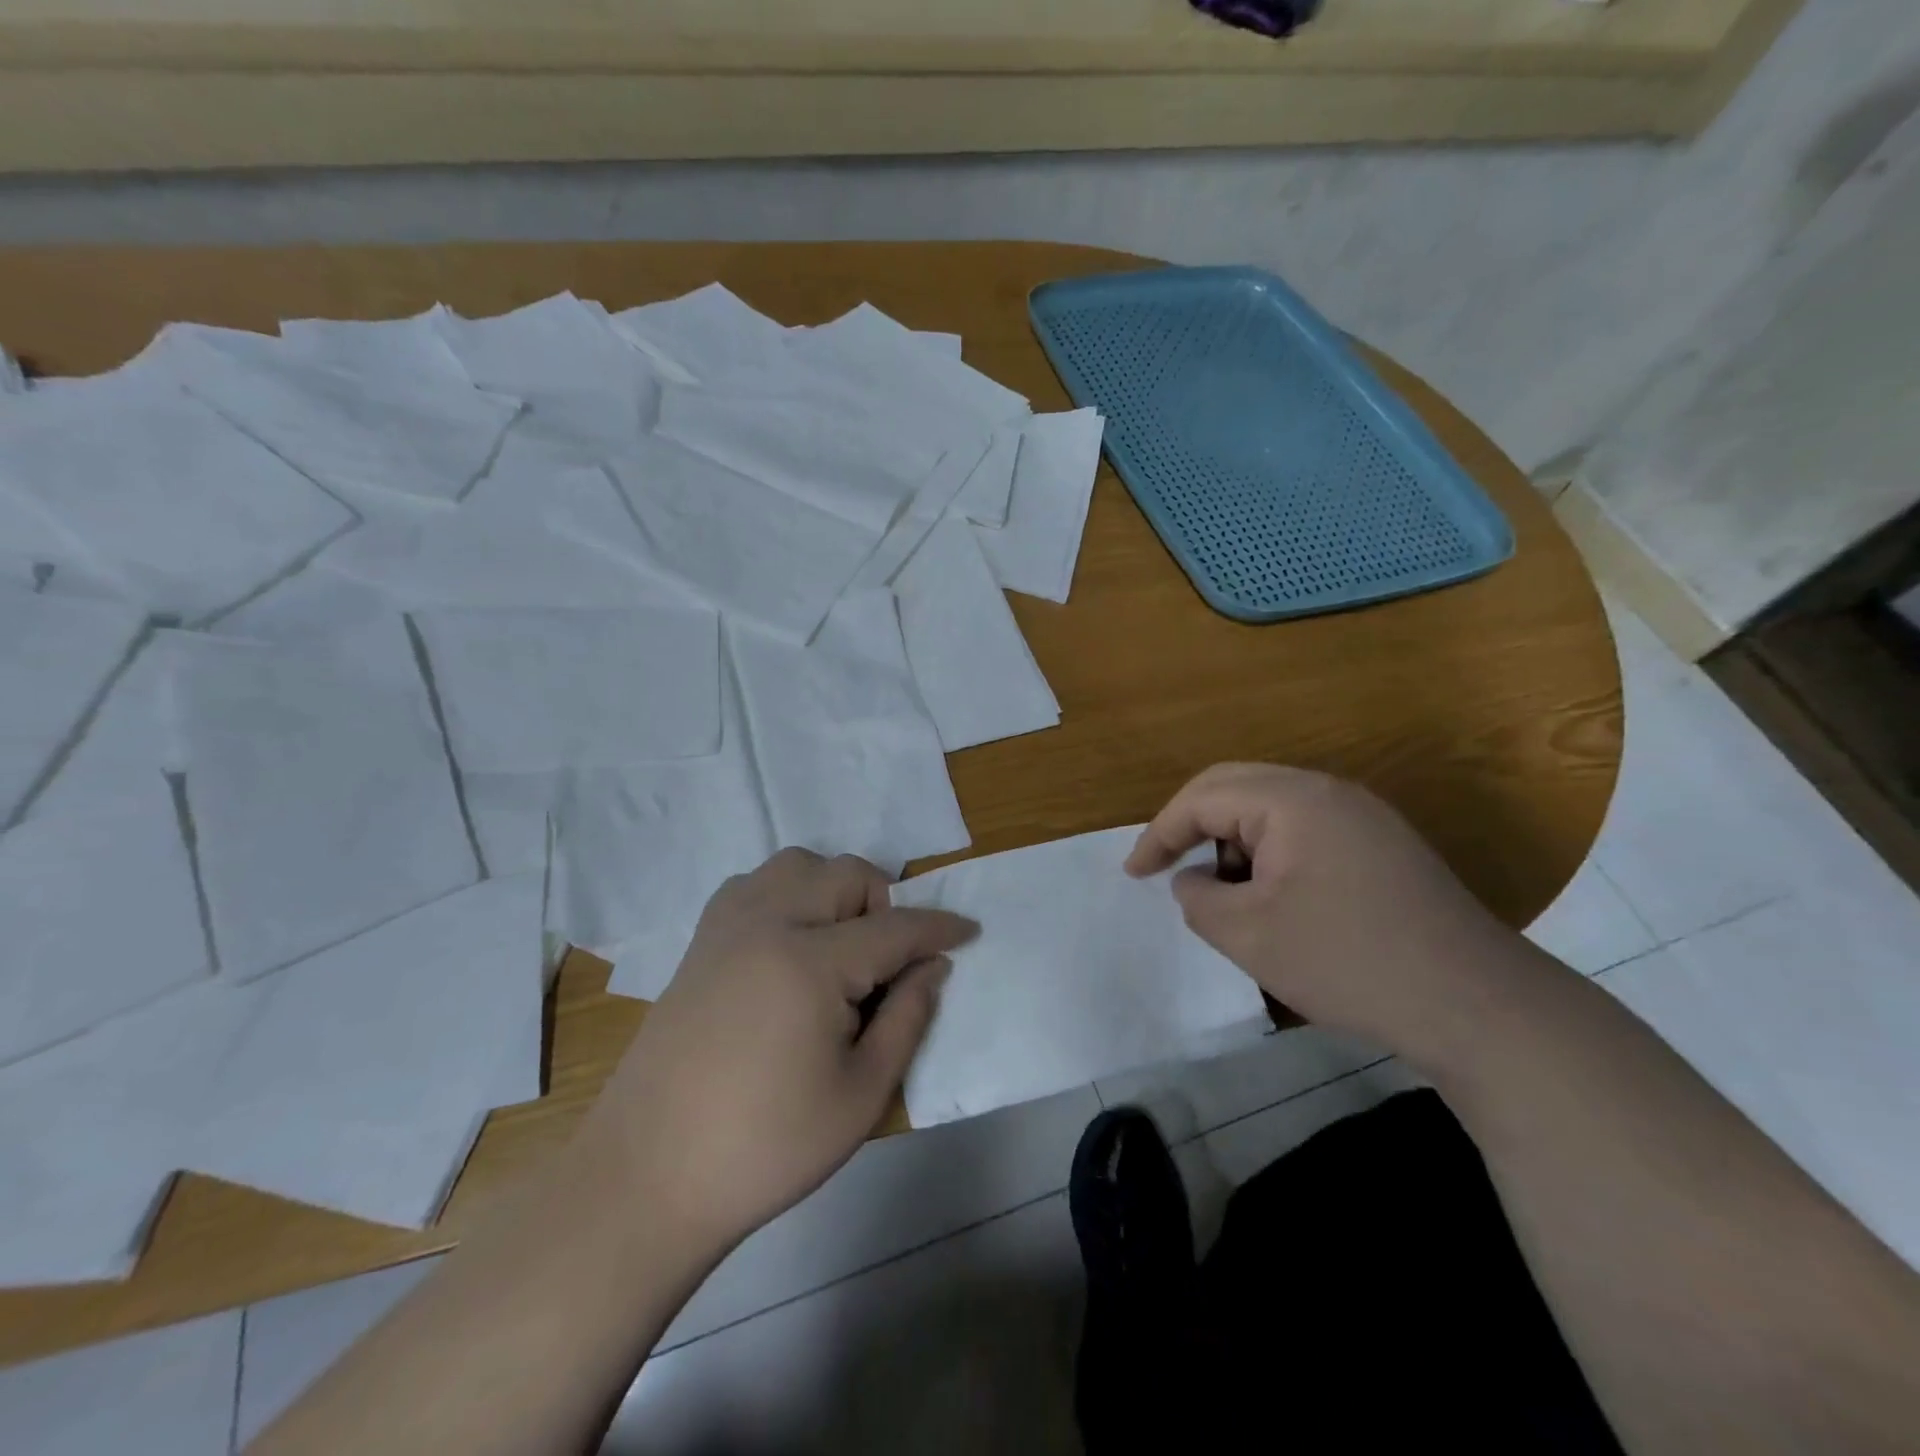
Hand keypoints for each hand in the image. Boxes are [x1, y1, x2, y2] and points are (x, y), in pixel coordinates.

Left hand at [591, 848, 976, 1253]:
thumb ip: (907, 1018)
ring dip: (832, 890)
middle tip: (891, 961)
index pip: (895, 927)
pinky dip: (786, 894)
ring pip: (797, 865)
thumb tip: (933, 966)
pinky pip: (754, 885)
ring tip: (839, 946)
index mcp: (810, 962)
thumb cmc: (766, 1147)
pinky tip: (788, 944)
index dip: (939, 928)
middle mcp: (768, 923)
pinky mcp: (699, 942)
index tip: (970, 930)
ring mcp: (726, 927)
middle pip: (846, 874)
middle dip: (884, 904)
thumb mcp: (860, 1096)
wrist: (648, 1176)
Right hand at [1125, 763, 1528, 1068]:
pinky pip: (1304, 829)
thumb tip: (1192, 880)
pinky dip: (1270, 853)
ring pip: (1270, 807)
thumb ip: (1197, 898)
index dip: (1159, 833)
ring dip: (1233, 840)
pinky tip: (1272, 897)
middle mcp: (1328, 790)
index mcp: (1292, 799)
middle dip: (1191, 826)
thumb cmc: (1347, 961)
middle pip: (1235, 787)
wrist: (1477, 1005)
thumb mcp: (1247, 934)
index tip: (1133, 874)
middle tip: (1164, 866)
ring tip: (1224, 893)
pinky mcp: (1382, 844)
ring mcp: (1362, 814)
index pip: (1203, 797)